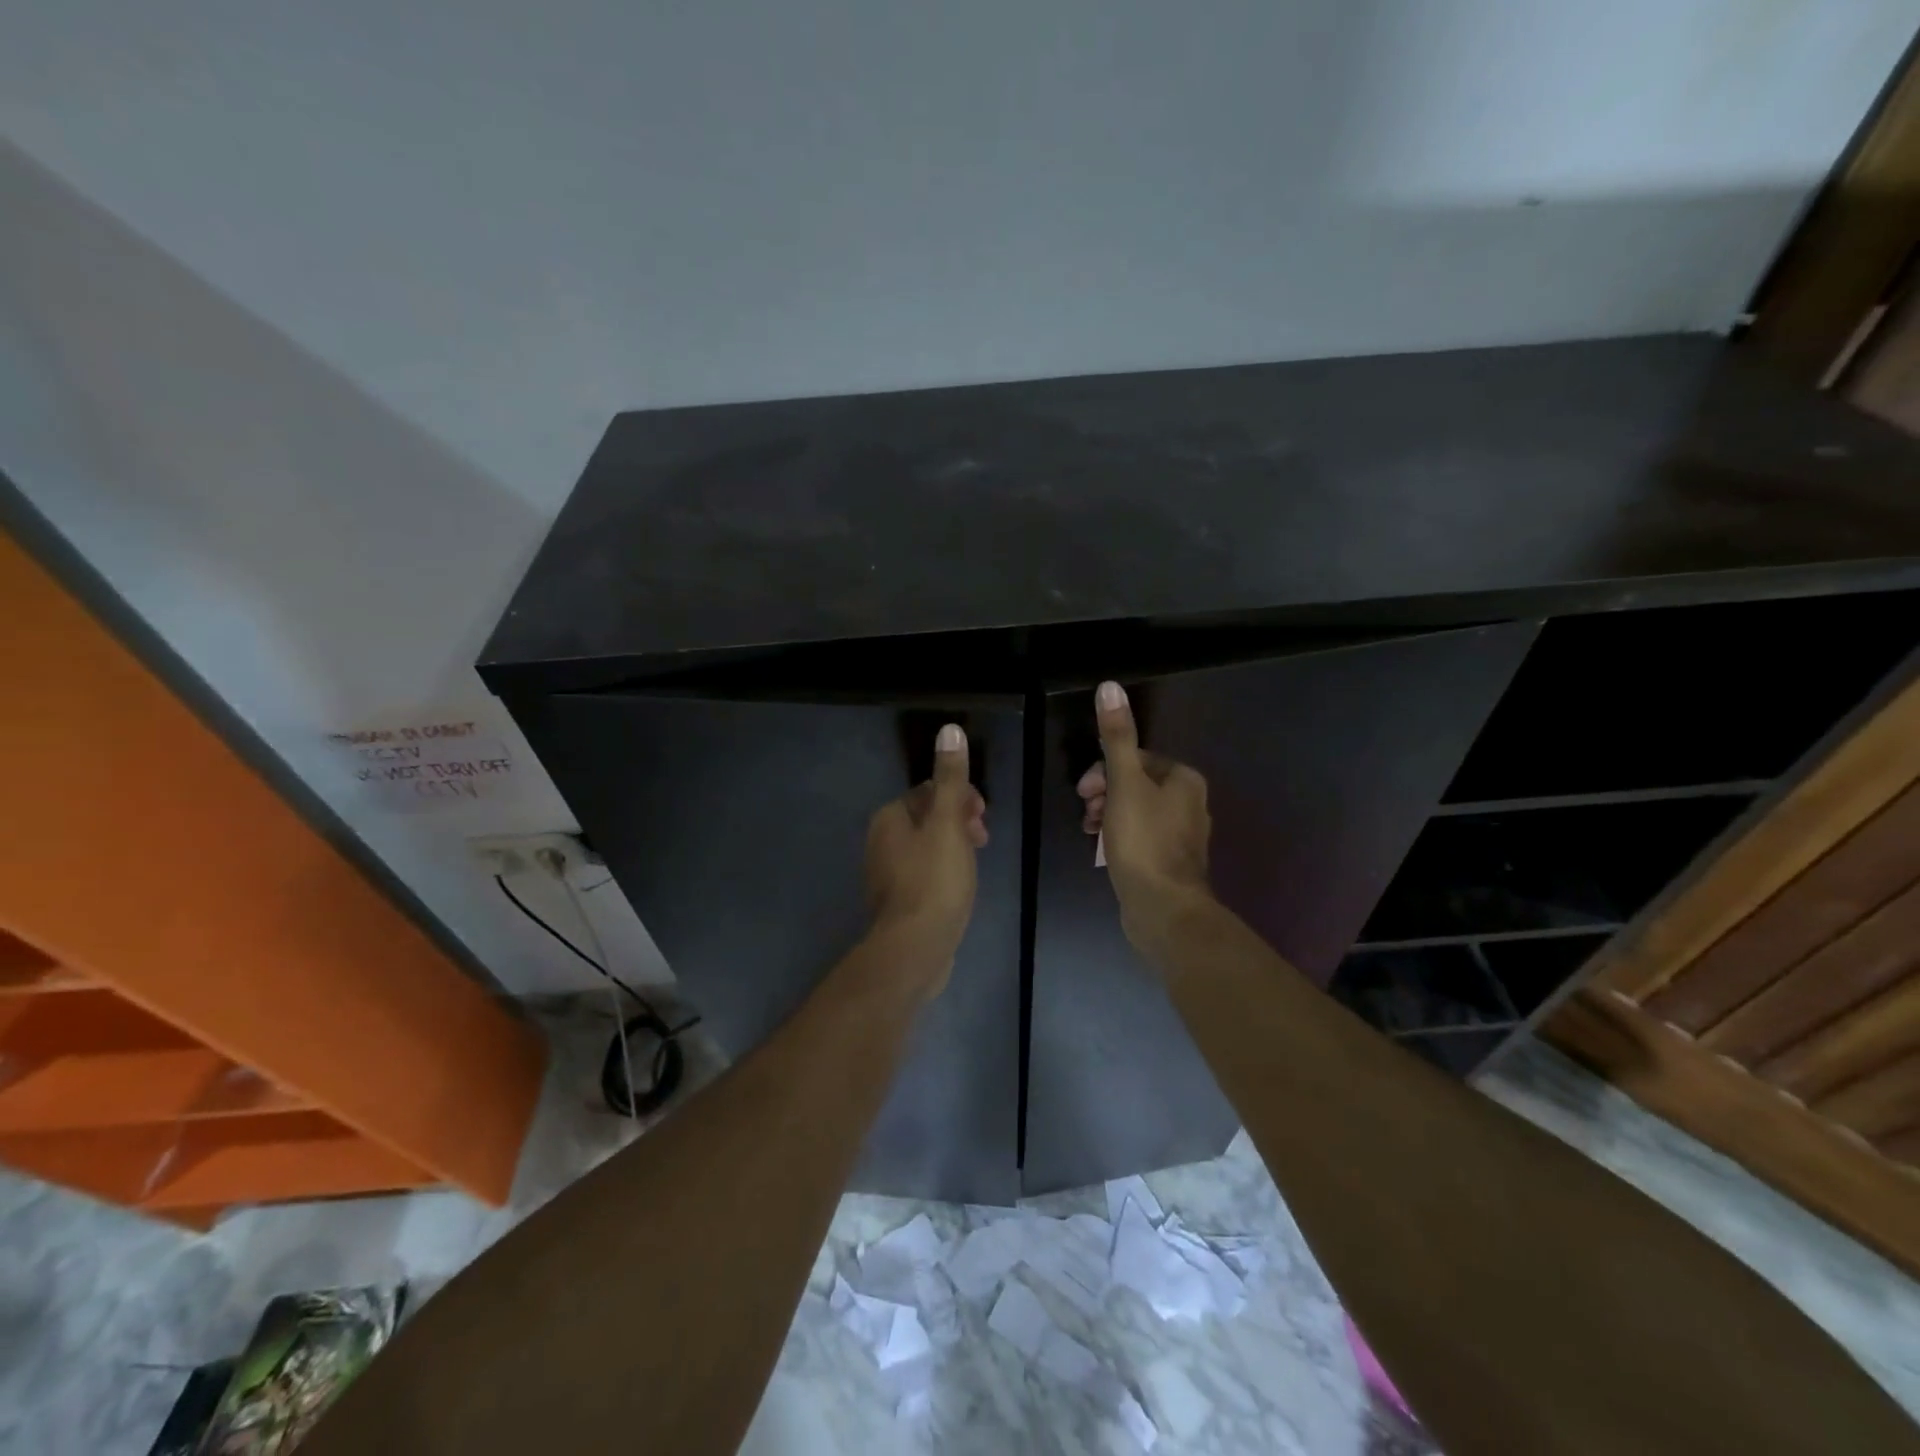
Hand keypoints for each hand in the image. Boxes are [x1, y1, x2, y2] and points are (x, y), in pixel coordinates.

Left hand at [865, 723, 987, 992]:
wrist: (915, 948)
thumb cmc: (934, 880)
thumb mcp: (948, 823)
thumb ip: (950, 778)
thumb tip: (950, 729)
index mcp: (890, 817)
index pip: (928, 791)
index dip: (960, 797)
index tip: (983, 816)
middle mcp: (881, 840)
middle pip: (927, 817)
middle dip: (959, 820)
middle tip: (983, 838)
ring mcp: (887, 872)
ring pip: (927, 845)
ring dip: (954, 845)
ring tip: (976, 863)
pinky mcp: (898, 899)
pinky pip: (925, 871)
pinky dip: (944, 869)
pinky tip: (960, 886)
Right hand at [1077, 681, 1213, 951]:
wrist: (1164, 909)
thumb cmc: (1143, 841)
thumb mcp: (1124, 783)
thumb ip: (1117, 737)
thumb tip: (1110, 686)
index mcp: (1184, 780)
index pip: (1137, 758)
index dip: (1104, 770)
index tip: (1083, 792)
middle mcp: (1190, 803)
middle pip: (1137, 784)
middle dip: (1105, 793)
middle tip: (1086, 812)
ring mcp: (1182, 836)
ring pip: (1137, 811)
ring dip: (1109, 815)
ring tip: (1091, 833)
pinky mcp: (1171, 862)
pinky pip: (1141, 837)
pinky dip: (1120, 837)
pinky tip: (1105, 851)